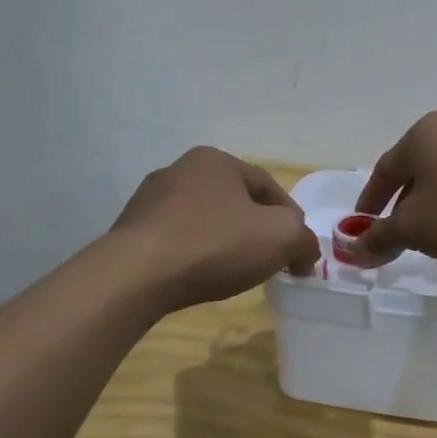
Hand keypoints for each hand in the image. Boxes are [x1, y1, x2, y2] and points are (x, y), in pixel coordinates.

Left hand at [110, 148, 319, 309]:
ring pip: (205, 220)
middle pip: (236, 202)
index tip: (299, 253)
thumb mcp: (281, 237)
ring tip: (235, 273)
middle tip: (271, 261)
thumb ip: (304, 239)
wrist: (136, 275)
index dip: (292, 220)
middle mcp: (181, 169)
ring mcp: (150, 200)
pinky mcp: (131, 230)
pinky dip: (195, 255)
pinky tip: (200, 276)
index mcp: (217, 160)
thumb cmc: (215, 244)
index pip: (269, 187)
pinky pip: (177, 240)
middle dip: (257, 230)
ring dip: (225, 242)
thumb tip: (305, 253)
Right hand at [348, 112, 436, 266]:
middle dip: (402, 207)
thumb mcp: (414, 230)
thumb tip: (353, 251)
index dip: (370, 204)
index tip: (362, 230)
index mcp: (422, 135)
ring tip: (433, 238)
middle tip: (396, 238)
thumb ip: (379, 238)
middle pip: (415, 172)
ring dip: (432, 208)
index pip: (384, 171)